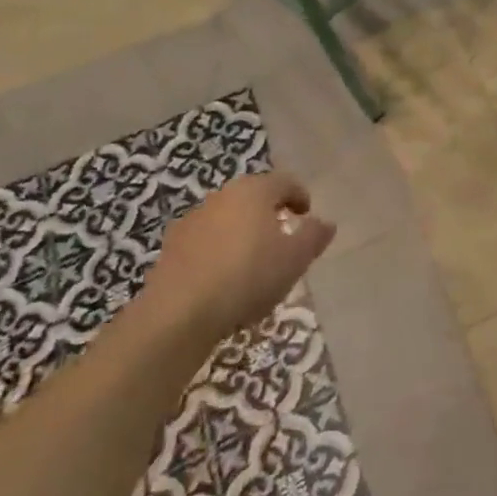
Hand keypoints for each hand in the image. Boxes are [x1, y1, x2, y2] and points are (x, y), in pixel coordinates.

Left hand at [142, 172, 335, 337]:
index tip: (306, 215)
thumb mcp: (295, 259)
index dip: (299, 196)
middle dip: (269, 213)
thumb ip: (313, 236)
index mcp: (254, 191)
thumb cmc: (247, 276)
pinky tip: (224, 278)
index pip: (284, 181)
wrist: (178, 313)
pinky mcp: (171, 247)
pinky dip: (219, 250)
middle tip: (283, 237)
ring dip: (242, 232)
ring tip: (253, 262)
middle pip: (253, 197)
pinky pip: (205, 241)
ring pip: (227, 218)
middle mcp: (222, 196)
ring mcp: (192, 220)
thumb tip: (325, 223)